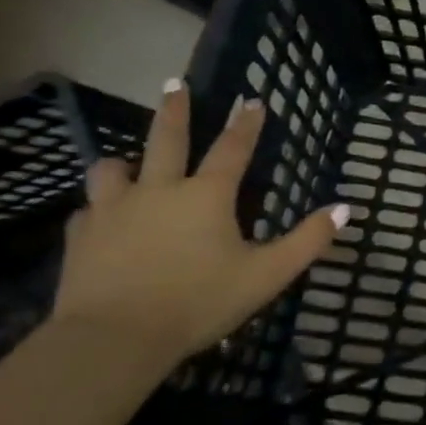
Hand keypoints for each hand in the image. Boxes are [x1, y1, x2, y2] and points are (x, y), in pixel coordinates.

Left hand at [51, 78, 348, 373]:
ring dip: (124, 162)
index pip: (232, 148)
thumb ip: (307, 241)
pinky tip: (99, 219)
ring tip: (126, 161)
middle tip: (175, 84)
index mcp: (207, 195)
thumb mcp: (266, 276)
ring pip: (113, 169)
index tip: (253, 100)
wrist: (113, 340)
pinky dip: (98, 209)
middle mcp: (159, 190)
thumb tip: (344, 208)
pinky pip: (87, 212)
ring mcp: (113, 211)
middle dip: (175, 109)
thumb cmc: (198, 302)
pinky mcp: (81, 238)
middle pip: (167, 139)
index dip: (246, 124)